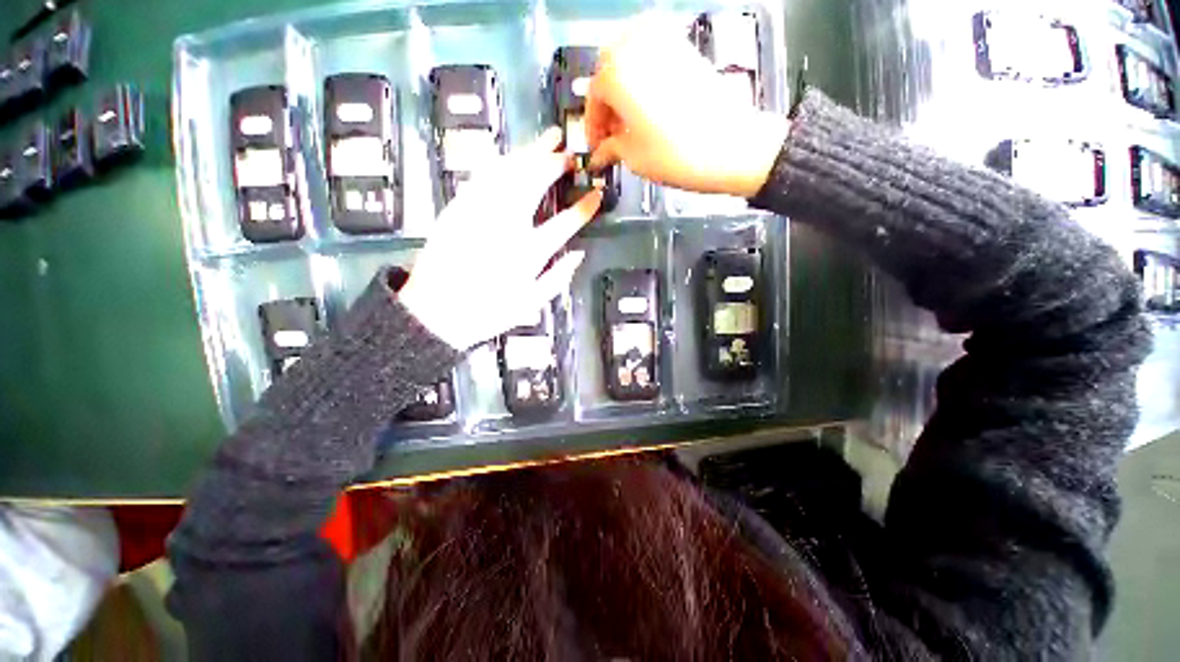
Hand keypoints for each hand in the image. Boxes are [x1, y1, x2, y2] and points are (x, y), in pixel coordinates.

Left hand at [399, 128, 601, 350]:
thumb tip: (578, 255)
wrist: (436, 312)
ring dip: (530, 152)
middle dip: (556, 165)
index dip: (584, 208)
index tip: (597, 194)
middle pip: (534, 184)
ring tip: (547, 140)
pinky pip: (482, 175)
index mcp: (527, 253)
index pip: (564, 224)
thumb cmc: (488, 312)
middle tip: (570, 156)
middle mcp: (506, 227)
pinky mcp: (458, 208)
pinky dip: (500, 161)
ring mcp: (479, 213)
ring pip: (509, 172)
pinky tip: (511, 155)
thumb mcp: (530, 304)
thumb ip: (557, 279)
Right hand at [586, 27, 788, 197]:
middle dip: (606, 103)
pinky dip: (644, 77)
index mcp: (616, 73)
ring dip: (623, 88)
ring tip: (629, 121)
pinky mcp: (685, 47)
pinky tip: (648, 105)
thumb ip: (611, 148)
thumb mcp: (634, 157)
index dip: (593, 126)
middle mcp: (636, 46)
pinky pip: (652, 56)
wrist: (731, 145)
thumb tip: (600, 153)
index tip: (596, 146)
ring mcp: (664, 40)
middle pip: (608, 72)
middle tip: (611, 133)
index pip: (593, 97)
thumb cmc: (676, 154)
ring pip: (629, 60)